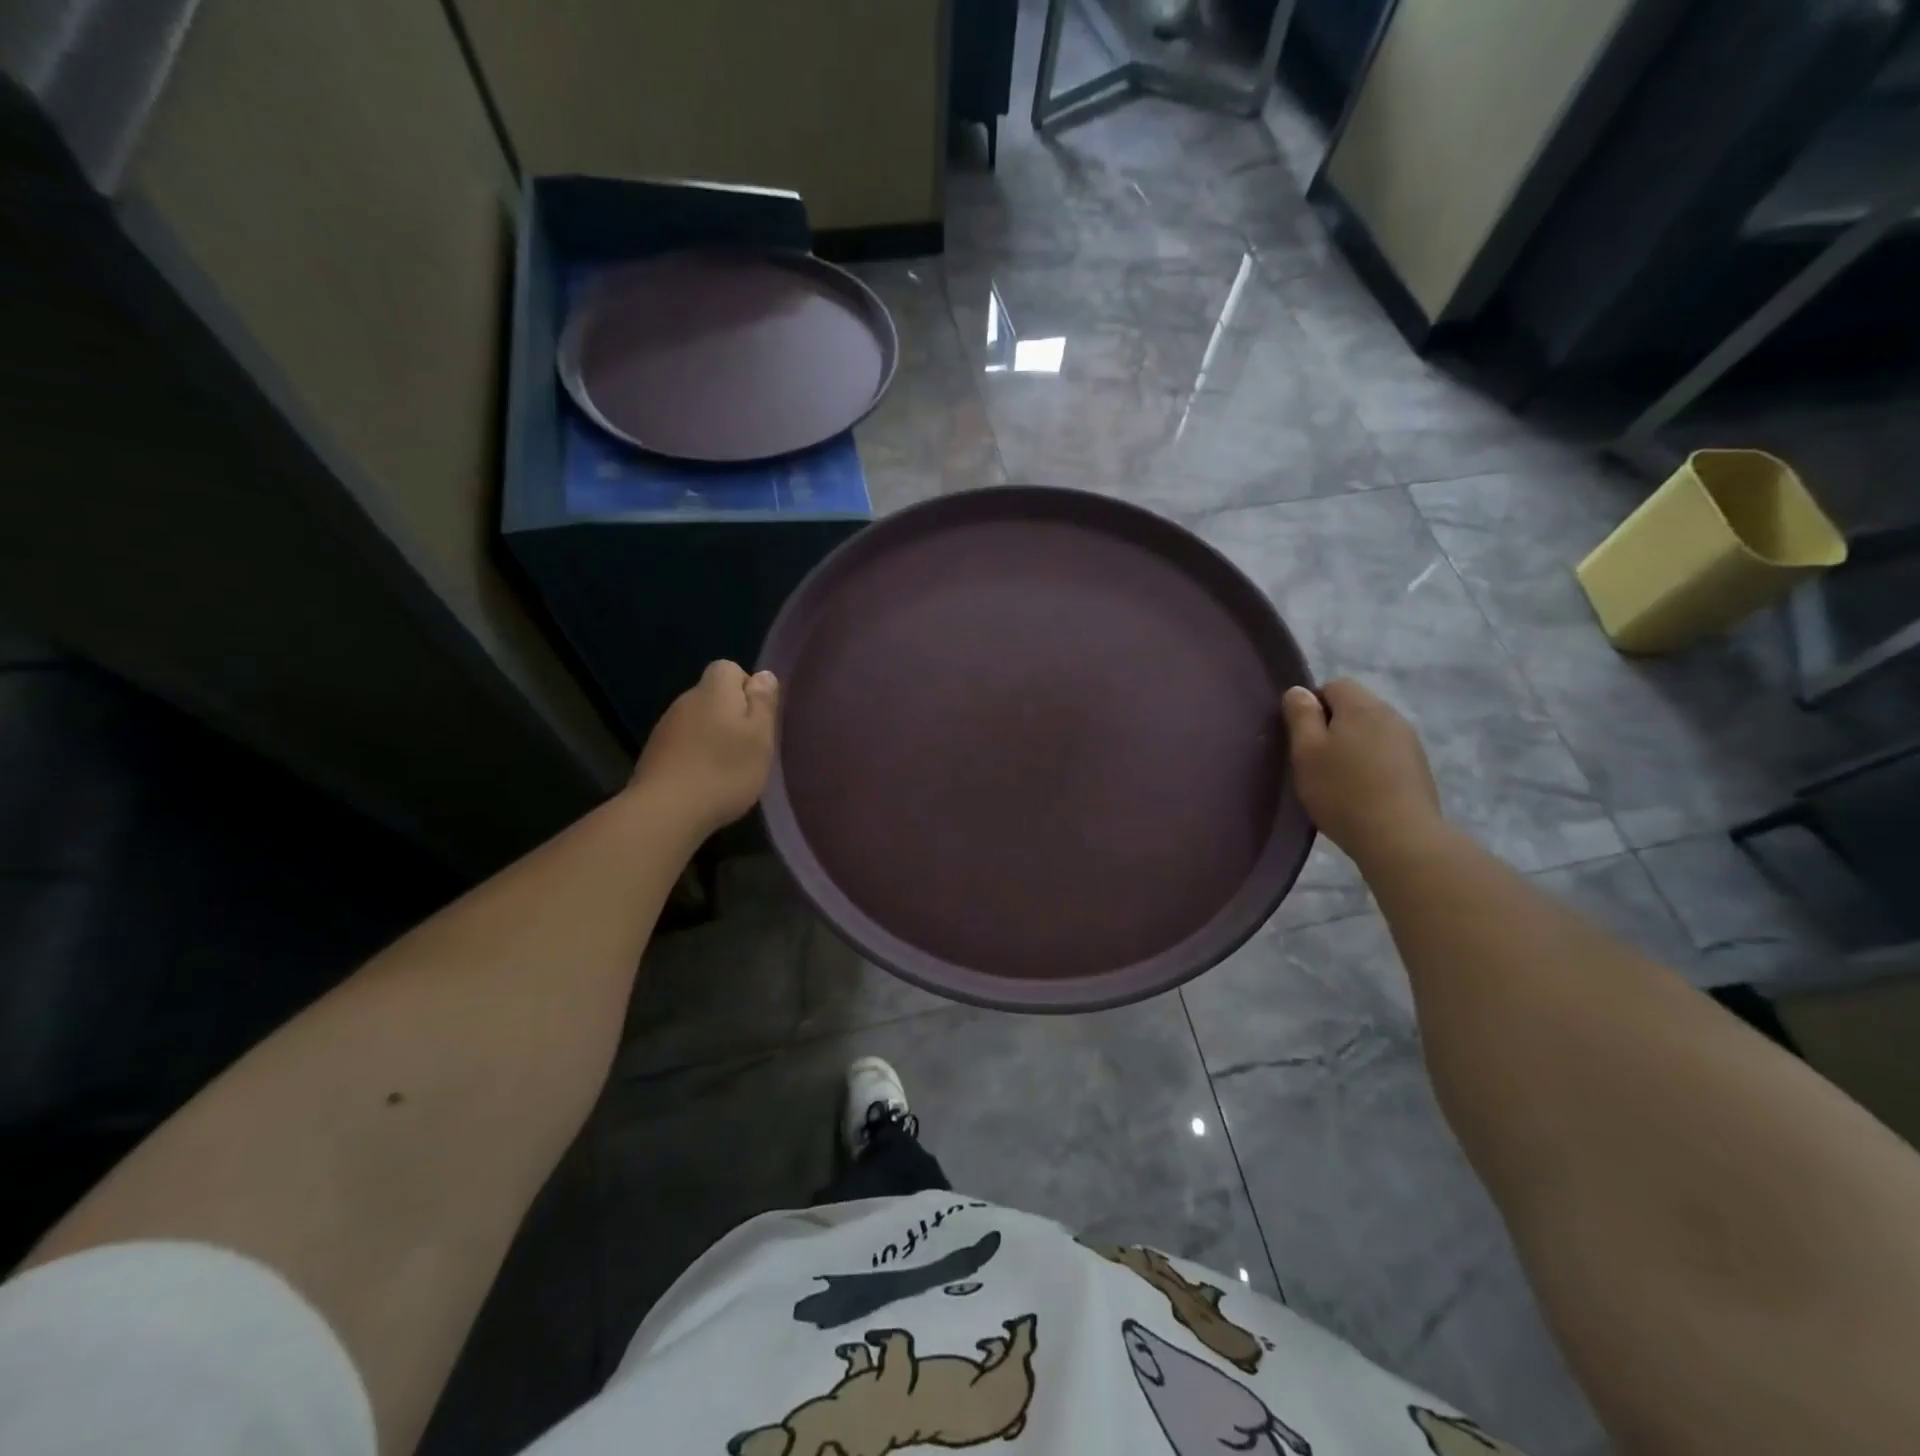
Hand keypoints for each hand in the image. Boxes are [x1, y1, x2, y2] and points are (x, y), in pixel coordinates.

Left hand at [631, 661, 779, 833]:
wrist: (666, 811)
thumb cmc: (724, 770)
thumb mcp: (760, 736)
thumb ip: (763, 702)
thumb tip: (763, 674)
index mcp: (714, 690)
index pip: (730, 668)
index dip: (748, 688)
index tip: (758, 719)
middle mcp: (686, 700)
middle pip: (714, 695)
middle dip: (733, 715)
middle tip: (749, 748)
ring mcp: (666, 727)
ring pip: (699, 720)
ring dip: (714, 736)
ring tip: (727, 768)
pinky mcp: (655, 753)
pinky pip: (685, 743)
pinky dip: (697, 755)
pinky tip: (705, 781)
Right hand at [1282, 678, 1443, 865]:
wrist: (1400, 837)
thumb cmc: (1342, 791)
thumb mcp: (1306, 752)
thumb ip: (1300, 716)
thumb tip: (1299, 691)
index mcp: (1361, 706)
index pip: (1333, 685)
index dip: (1312, 705)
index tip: (1302, 737)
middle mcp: (1390, 715)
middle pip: (1354, 707)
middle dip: (1332, 726)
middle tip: (1315, 760)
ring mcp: (1409, 742)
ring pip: (1371, 731)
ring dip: (1352, 746)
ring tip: (1338, 779)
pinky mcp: (1419, 767)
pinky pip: (1386, 753)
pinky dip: (1371, 764)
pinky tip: (1362, 791)